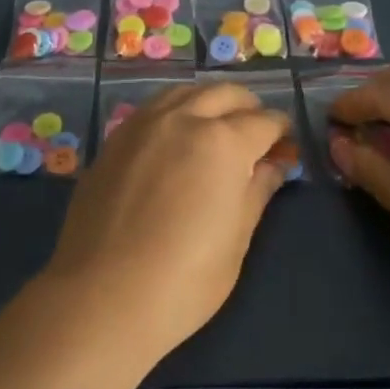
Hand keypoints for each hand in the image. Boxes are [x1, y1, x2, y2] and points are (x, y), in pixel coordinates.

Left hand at [40, 82, 291, 360]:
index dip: (281, 132)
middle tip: (257, 132)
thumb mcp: (236, 239)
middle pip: (225, 94)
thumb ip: (257, 191)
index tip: (287, 145)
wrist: (101, 296)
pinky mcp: (115, 138)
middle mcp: (184, 118)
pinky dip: (176, 111)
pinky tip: (176, 137)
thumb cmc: (184, 279)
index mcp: (223, 142)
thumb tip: (274, 165)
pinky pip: (154, 108)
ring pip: (186, 92)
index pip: (264, 122)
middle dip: (249, 107)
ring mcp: (144, 124)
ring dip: (210, 101)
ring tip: (216, 127)